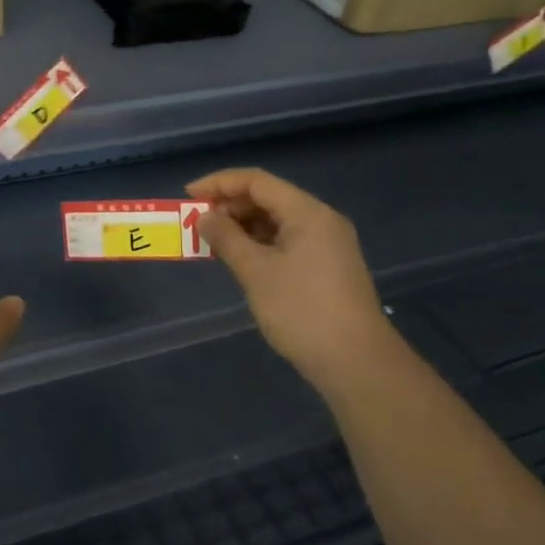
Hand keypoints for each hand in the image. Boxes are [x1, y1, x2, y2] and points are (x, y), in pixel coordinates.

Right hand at [188, 167, 393, 390]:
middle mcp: (321, 220)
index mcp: (308, 212)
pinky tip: (240, 259)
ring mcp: (328, 244)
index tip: (188, 195)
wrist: (357, 363)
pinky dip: (260, 244)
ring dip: (243, 227)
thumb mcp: (256, 272)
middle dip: (230, 206)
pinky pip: (287, 241)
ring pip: (277, 221)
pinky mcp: (328, 267)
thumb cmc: (301, 311)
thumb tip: (205, 217)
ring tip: (213, 242)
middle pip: (269, 198)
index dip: (219, 183)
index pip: (257, 181)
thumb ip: (227, 238)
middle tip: (198, 223)